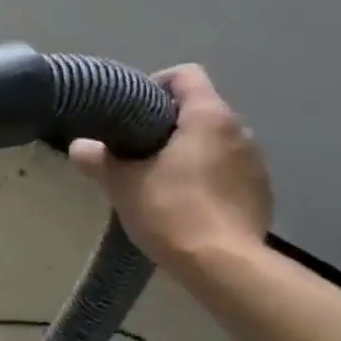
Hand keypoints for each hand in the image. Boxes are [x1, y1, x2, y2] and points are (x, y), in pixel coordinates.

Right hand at [68, 65, 271, 277]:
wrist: (223, 266)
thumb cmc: (171, 212)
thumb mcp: (122, 185)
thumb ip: (97, 159)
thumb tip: (78, 145)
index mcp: (208, 117)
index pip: (186, 75)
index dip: (156, 84)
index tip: (132, 111)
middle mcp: (240, 130)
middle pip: (200, 109)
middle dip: (169, 124)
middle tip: (137, 149)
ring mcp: (256, 162)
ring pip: (216, 141)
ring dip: (191, 151)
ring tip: (161, 178)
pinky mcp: (262, 192)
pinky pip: (230, 170)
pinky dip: (209, 177)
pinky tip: (188, 204)